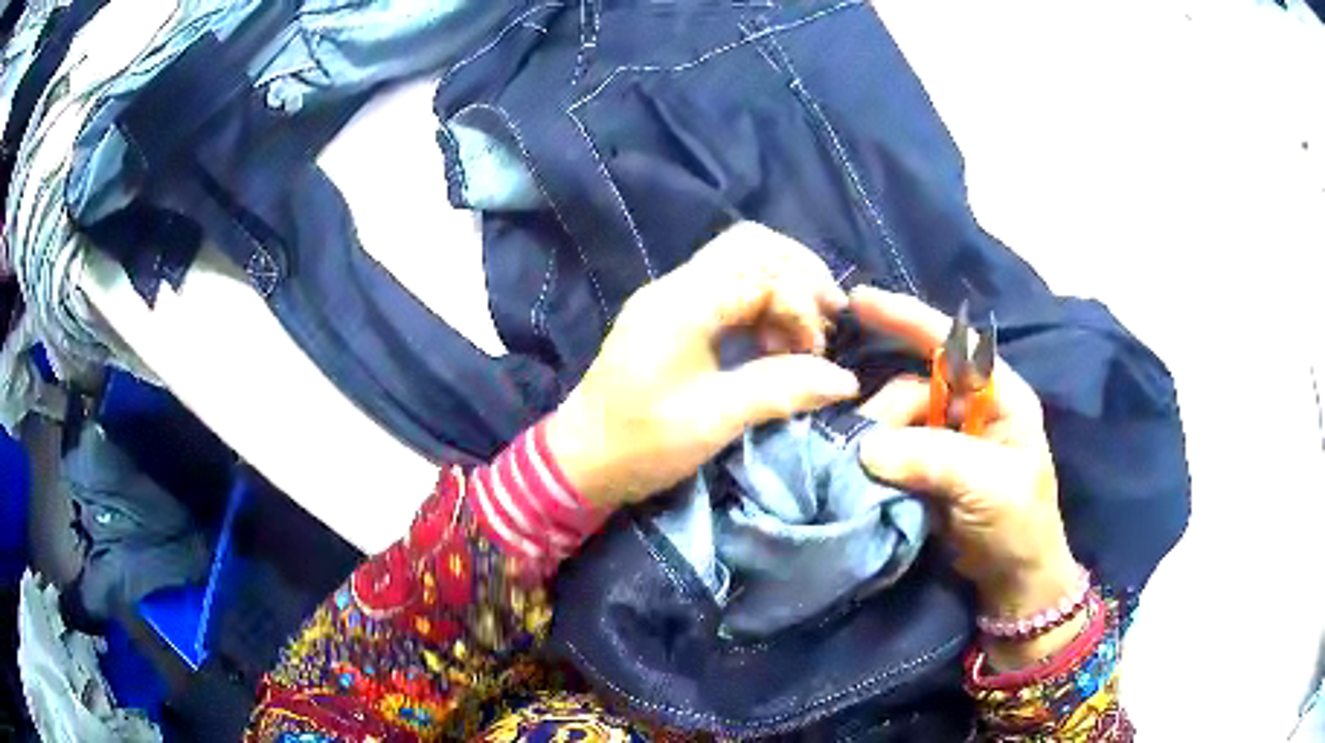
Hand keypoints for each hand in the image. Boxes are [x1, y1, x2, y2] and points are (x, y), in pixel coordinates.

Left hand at [547, 224, 860, 509]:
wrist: (580, 459)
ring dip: (782, 288)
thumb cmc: (641, 443)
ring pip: (741, 260)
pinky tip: (774, 341)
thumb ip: (782, 389)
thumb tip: (845, 380)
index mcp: (682, 304)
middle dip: (800, 274)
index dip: (800, 303)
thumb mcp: (714, 420)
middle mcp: (676, 286)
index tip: (817, 352)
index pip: (761, 270)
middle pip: (751, 245)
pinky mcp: (672, 315)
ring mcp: (671, 296)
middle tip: (829, 318)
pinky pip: (728, 286)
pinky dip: (762, 303)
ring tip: (803, 336)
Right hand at [849, 288, 1078, 628]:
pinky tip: (857, 471)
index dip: (907, 318)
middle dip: (886, 411)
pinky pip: (891, 452)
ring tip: (859, 470)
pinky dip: (873, 460)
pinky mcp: (926, 471)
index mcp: (1001, 396)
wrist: (1013, 581)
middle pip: (913, 387)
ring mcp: (947, 441)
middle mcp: (971, 409)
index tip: (858, 301)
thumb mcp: (990, 487)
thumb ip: (934, 458)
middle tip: (860, 449)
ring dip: (876, 441)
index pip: (952, 344)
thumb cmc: (1020, 525)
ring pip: (896, 422)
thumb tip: (866, 446)